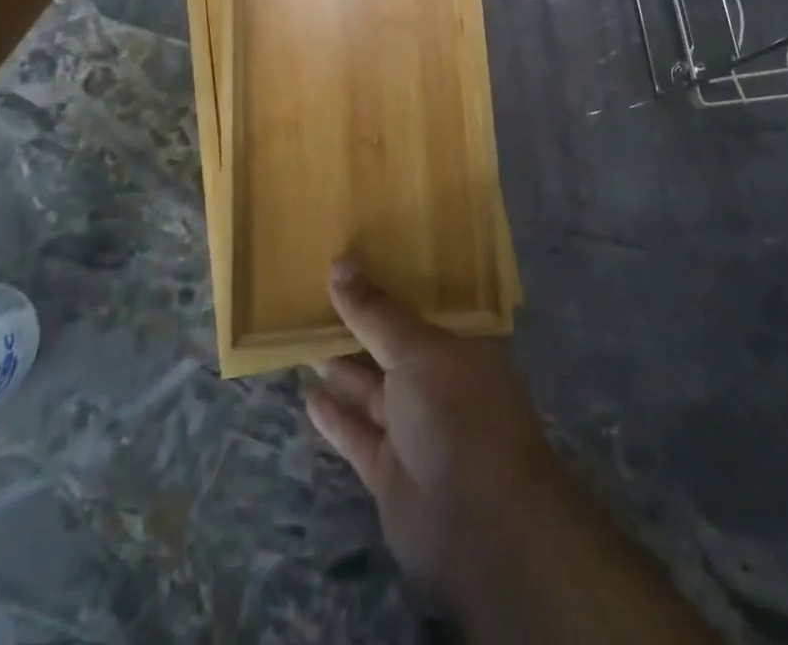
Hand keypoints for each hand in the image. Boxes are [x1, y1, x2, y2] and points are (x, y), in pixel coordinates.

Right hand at [304, 258, 569, 605]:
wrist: (482, 526)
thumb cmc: (458, 415)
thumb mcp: (416, 352)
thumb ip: (375, 313)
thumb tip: (339, 262)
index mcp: (458, 347)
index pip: (419, 309)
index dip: (387, 287)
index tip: (352, 263)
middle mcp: (439, 384)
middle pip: (392, 349)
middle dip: (359, 328)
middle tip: (315, 298)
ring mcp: (416, 430)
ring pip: (372, 391)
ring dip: (342, 370)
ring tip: (305, 339)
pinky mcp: (391, 472)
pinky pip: (358, 435)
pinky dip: (335, 417)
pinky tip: (309, 395)